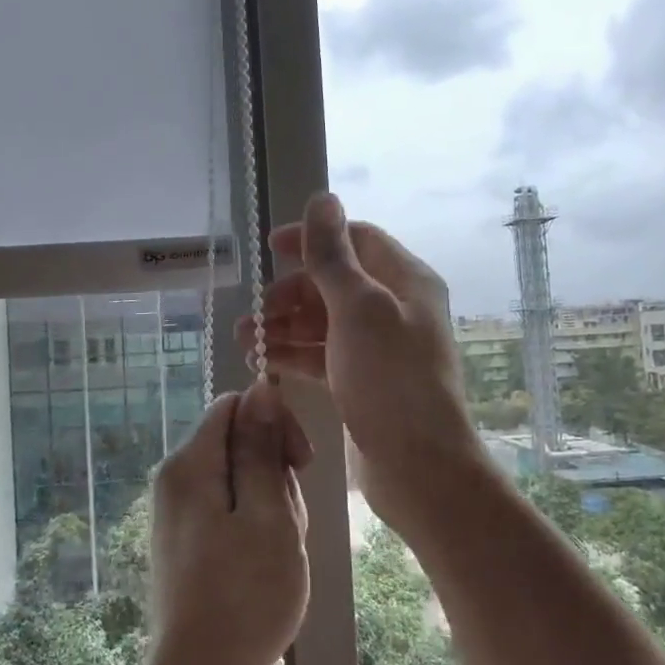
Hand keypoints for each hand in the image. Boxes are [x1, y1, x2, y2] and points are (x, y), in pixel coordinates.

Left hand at [143, 380, 311, 664]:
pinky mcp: (189, 544)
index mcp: (190, 465)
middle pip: (239, 445)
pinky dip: (257, 531)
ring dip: (272, 508)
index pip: (235, 406)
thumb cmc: (245, 596)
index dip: (275, 424)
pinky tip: (268, 567)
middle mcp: (176, 481)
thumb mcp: (267, 514)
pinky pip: (231, 514)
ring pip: (242, 483)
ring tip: (279, 554)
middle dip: (275, 475)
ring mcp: (180, 515)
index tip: (301, 465)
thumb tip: (260, 388)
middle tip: (287, 526)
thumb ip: (261, 448)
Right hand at [237, 192, 481, 527]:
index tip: (269, 249)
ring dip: (285, 325)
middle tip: (256, 311)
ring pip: (324, 322)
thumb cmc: (390, 379)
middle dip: (292, 291)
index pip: (355, 240)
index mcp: (406, 281)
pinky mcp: (365, 382)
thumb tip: (321, 198)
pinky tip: (262, 360)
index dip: (312, 238)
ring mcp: (380, 348)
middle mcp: (396, 308)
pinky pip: (323, 355)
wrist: (419, 466)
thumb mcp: (357, 308)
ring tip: (245, 338)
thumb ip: (333, 255)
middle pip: (335, 282)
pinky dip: (294, 354)